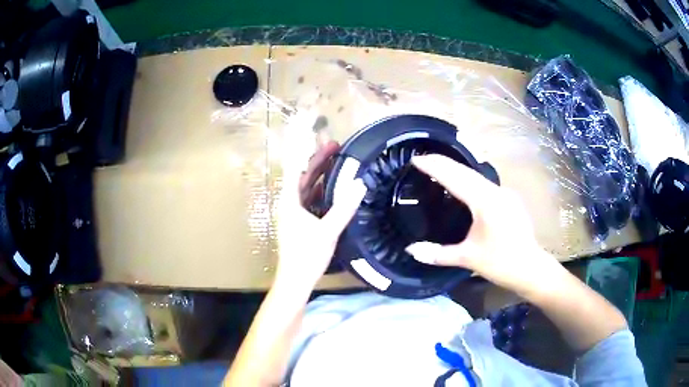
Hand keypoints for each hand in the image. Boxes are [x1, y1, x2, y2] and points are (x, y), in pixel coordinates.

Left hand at [275, 119, 365, 292]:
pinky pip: (310, 200)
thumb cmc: (307, 255)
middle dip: (317, 160)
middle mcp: (289, 204)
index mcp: (289, 201)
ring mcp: (293, 214)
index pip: (295, 167)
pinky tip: (334, 188)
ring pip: (306, 187)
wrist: (296, 280)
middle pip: (302, 175)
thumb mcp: (328, 230)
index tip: (318, 135)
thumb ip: (344, 207)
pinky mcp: (300, 223)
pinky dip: (321, 191)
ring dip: (320, 175)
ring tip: (337, 161)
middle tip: (335, 145)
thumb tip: (360, 184)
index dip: (305, 149)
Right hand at [406, 154, 560, 295]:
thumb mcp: (468, 259)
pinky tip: (461, 184)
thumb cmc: (500, 263)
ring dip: (456, 169)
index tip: (416, 159)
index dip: (434, 167)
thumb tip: (410, 250)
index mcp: (485, 202)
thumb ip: (438, 254)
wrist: (531, 268)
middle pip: (465, 171)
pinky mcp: (509, 199)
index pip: (455, 178)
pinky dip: (468, 179)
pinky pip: (484, 184)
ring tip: (437, 167)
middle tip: (422, 158)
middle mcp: (495, 192)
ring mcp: (504, 193)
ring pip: (476, 176)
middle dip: (443, 162)